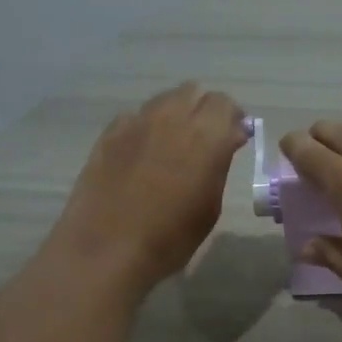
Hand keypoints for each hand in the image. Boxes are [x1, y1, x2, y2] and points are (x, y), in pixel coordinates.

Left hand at [51, 84, 247, 295]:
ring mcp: (136, 123)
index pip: (225, 104)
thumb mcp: (210, 206)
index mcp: (204, 136)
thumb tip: (225, 142)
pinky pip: (136, 118)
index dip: (232, 119)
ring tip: (175, 145)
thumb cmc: (170, 237)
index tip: (234, 139)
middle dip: (204, 110)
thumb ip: (219, 165)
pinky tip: (144, 155)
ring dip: (176, 114)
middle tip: (207, 139)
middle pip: (193, 93)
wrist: (107, 248)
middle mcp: (171, 118)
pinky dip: (147, 128)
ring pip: (163, 101)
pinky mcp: (109, 134)